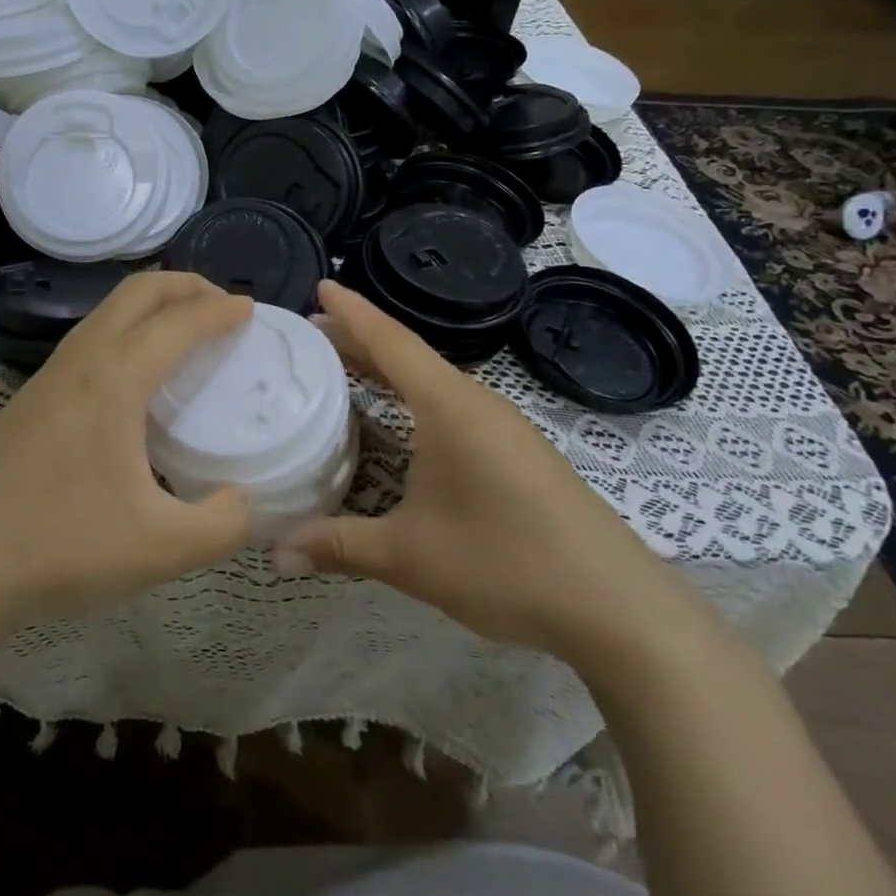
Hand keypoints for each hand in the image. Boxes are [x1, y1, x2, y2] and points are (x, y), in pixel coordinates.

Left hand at [0, 271, 254, 647]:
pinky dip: (123, 332)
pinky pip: (87, 340)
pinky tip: (131, 379)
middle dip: (185, 285)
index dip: (220, 310)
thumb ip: (222, 525)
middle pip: (137, 291)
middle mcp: (81, 361)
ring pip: (106, 312)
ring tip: (182, 333)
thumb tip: (244, 502)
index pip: (179, 321)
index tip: (252, 311)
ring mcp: (47, 378)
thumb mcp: (160, 549)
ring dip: (150, 306)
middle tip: (221, 305)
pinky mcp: (27, 401)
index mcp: (115, 379)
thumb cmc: (58, 546)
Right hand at [276, 281, 696, 655]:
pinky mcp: (516, 452)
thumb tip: (276, 553)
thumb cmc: (507, 563)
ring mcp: (502, 427)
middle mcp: (476, 403)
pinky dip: (411, 398)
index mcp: (449, 406)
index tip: (319, 286)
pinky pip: (450, 405)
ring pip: (431, 381)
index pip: (391, 341)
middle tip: (310, 335)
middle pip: (408, 356)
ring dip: (386, 370)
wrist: (619, 608)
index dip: (352, 312)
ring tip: (343, 369)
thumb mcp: (410, 556)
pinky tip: (398, 422)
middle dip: (358, 340)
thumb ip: (338, 546)